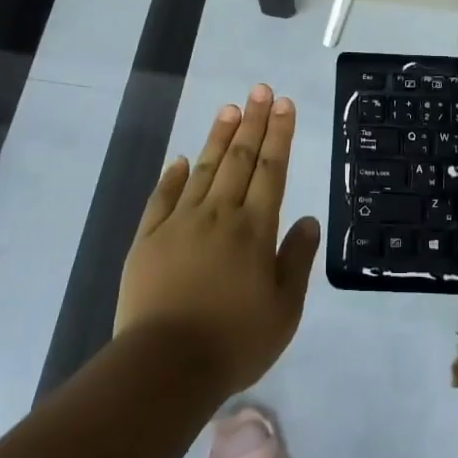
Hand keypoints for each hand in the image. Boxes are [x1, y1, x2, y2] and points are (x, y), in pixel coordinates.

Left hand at [115, 85, 320, 395]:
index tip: (283, 104)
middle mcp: (219, 214)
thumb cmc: (234, 341)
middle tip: (260, 90)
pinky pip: (162, 198)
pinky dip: (173, 176)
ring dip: (219, 137)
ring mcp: (180, 223)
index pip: (271, 169)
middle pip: (239, 159)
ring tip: (229, 109)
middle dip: (253, 121)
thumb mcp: (284, 310)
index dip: (279, 134)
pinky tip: (180, 159)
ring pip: (203, 169)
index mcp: (254, 229)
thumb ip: (297, 260)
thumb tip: (310, 219)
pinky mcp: (148, 239)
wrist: (164, 367)